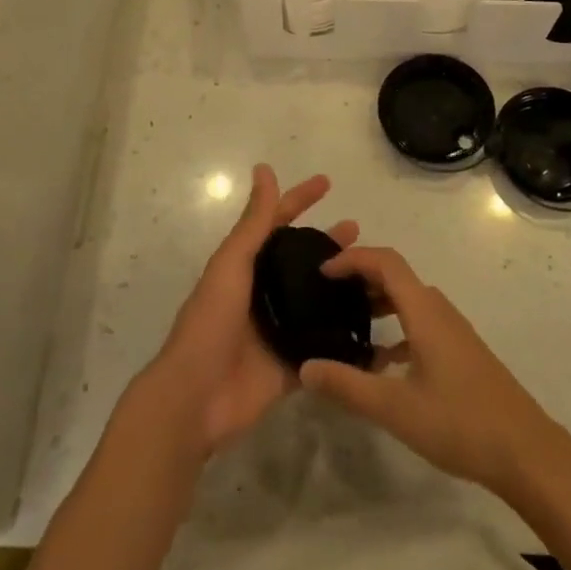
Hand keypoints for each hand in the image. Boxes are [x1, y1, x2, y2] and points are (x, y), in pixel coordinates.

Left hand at [145, 163, 356, 458]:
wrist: (195, 399)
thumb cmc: (210, 322)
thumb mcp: (232, 264)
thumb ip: (254, 222)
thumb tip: (265, 169)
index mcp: (248, 266)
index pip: (279, 223)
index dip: (300, 200)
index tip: (328, 182)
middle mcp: (266, 293)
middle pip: (304, 261)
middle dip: (329, 244)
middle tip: (360, 232)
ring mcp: (280, 329)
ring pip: (318, 299)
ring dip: (343, 285)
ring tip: (375, 274)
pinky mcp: (293, 364)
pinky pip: (325, 346)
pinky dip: (345, 335)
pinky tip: (375, 324)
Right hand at [298, 246, 563, 498]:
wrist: (525, 450)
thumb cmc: (459, 422)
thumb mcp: (395, 408)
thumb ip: (348, 386)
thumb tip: (305, 366)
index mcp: (424, 310)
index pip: (385, 262)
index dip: (352, 259)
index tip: (321, 272)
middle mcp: (438, 310)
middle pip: (396, 276)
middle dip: (360, 277)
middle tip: (325, 294)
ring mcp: (452, 330)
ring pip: (408, 301)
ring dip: (377, 303)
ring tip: (345, 323)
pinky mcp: (459, 351)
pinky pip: (419, 324)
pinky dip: (395, 330)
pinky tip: (379, 364)